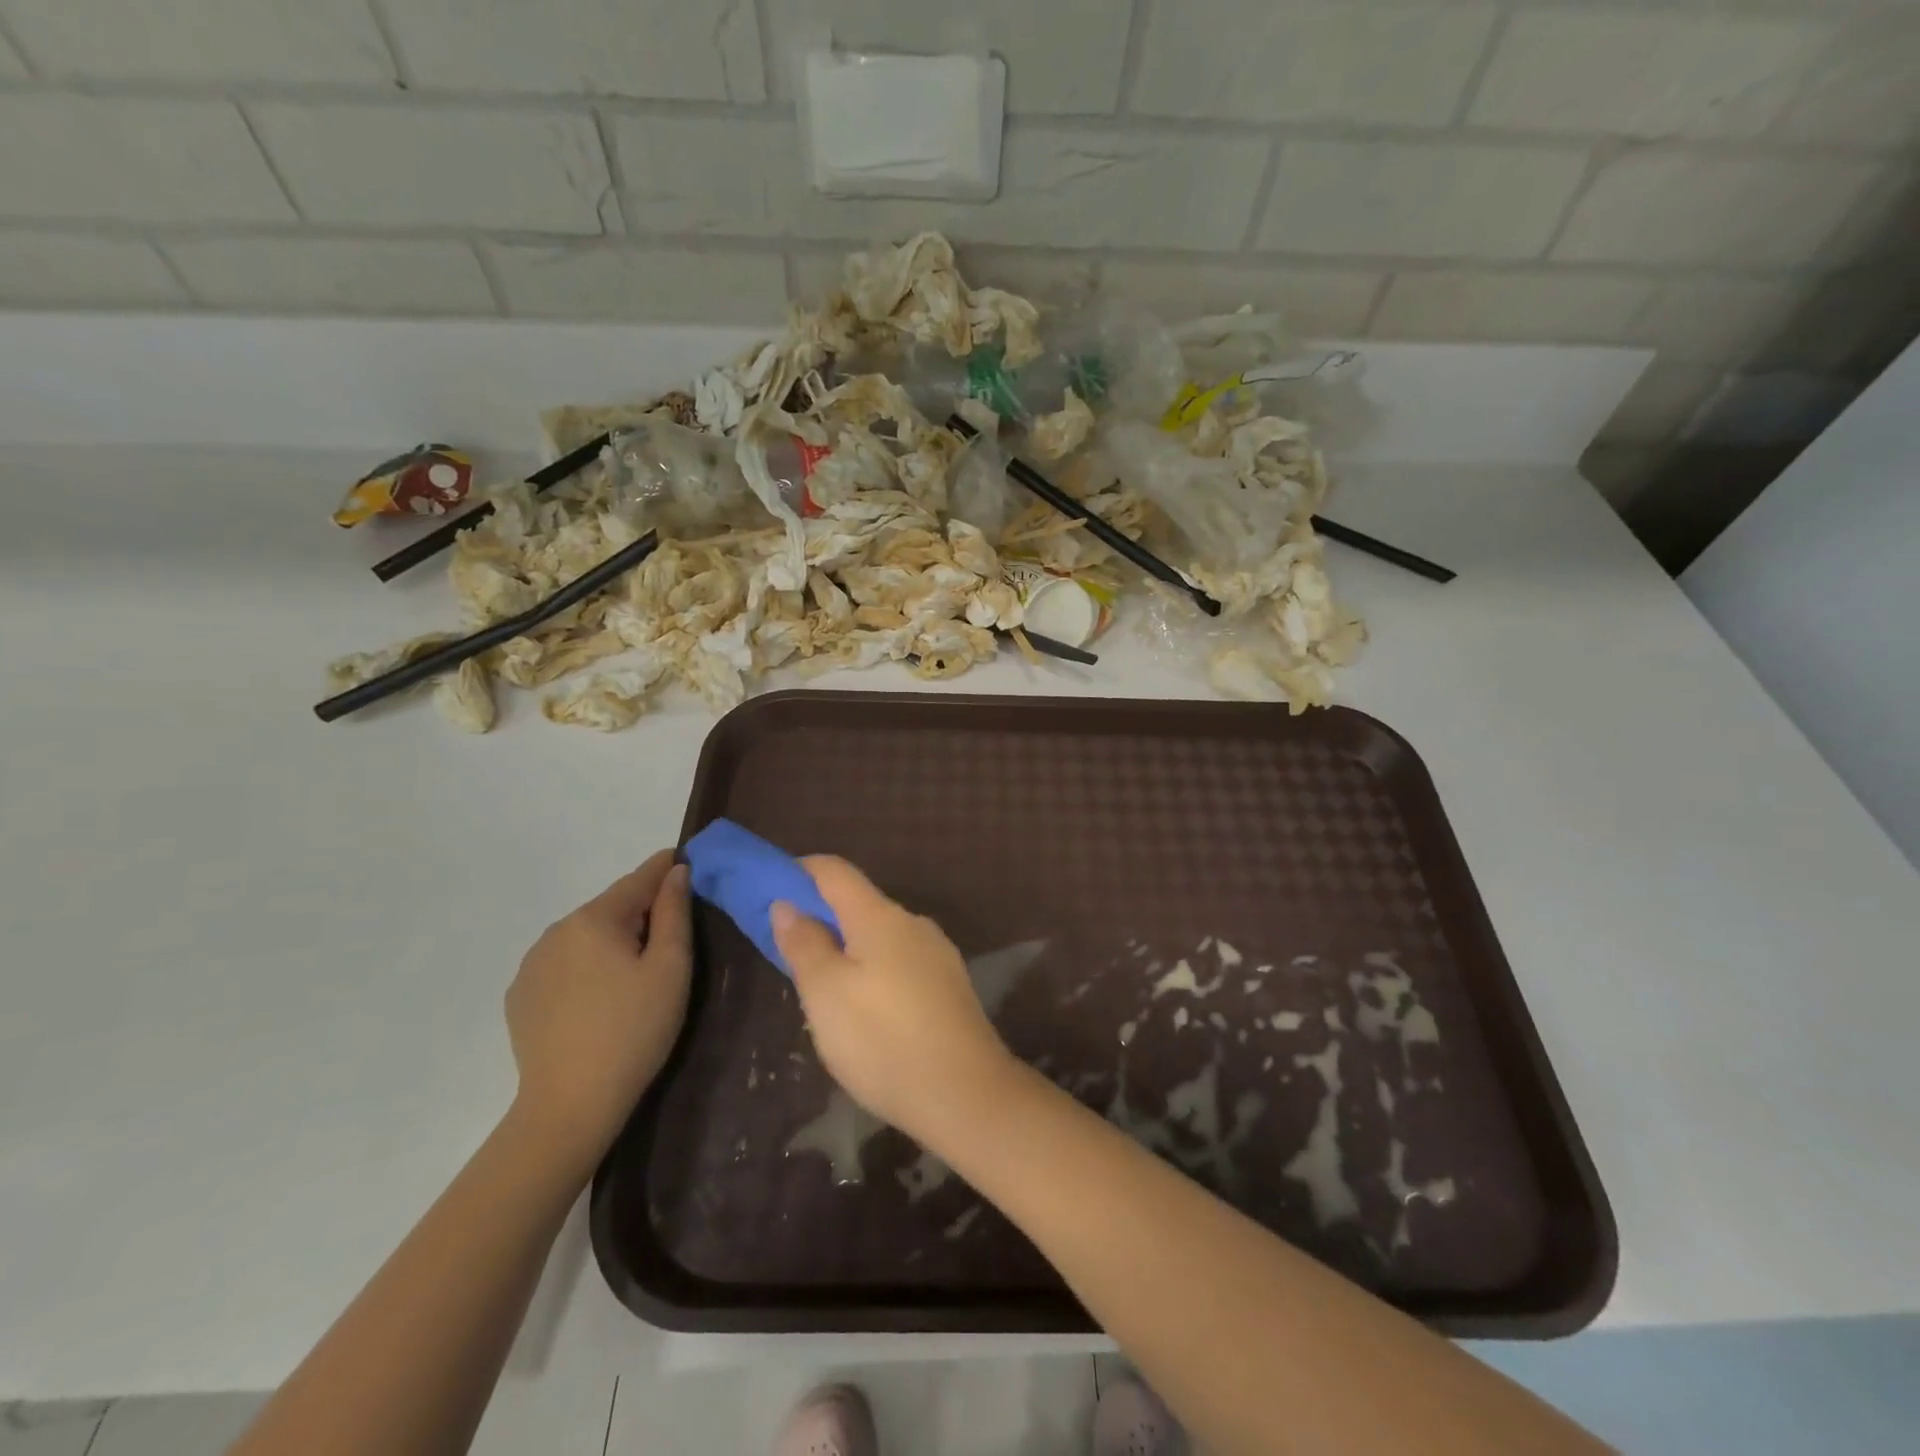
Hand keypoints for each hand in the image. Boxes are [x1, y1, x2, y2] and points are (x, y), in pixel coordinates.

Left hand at [505, 850, 690, 1175]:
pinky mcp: (520, 996)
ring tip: (635, 971)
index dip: (665, 867)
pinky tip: (600, 997)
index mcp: (594, 919)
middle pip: (610, 908)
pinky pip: (563, 964)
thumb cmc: (634, 1030)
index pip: (638, 879)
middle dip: (640, 912)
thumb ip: (674, 912)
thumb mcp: (670, 968)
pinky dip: (586, 966)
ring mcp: (531, 965)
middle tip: (671, 934)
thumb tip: (675, 872)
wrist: (569, 1105)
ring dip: (612, 940)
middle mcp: (556, 931)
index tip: (684, 858)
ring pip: (585, 937)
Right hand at [771, 856, 1013, 1145]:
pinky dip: (873, 969)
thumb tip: (787, 903)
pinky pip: (900, 961)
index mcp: (880, 916)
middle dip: (821, 917)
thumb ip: (804, 944)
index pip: (834, 870)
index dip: (799, 871)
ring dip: (847, 948)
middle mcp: (912, 923)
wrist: (966, 1094)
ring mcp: (937, 952)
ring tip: (822, 990)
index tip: (769, 888)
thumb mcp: (826, 995)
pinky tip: (866, 1010)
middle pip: (858, 903)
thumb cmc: (882, 1040)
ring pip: (880, 936)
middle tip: (788, 952)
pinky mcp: (949, 984)